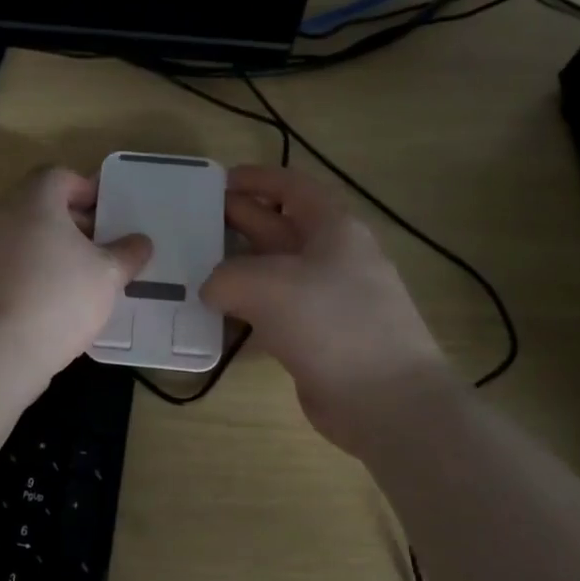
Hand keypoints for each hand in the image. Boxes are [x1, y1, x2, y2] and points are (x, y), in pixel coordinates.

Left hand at [0, 167, 152, 378]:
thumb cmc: (57, 298)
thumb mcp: (107, 275)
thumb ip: (127, 254)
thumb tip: (141, 242)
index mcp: (35, 200)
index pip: (59, 176)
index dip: (86, 190)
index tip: (109, 214)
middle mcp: (2, 216)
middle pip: (40, 207)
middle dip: (73, 223)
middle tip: (102, 248)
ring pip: (25, 239)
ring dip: (52, 252)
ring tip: (83, 280)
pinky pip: (10, 268)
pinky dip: (32, 276)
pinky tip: (55, 306)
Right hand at [201, 166, 455, 454]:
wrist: (386, 401)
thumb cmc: (330, 323)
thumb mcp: (266, 284)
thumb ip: (226, 276)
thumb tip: (213, 290)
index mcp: (333, 228)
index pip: (292, 187)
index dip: (256, 179)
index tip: (218, 182)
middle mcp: (333, 258)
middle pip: (279, 228)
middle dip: (239, 221)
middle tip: (193, 226)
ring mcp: (327, 300)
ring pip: (274, 273)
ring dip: (237, 270)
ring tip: (193, 271)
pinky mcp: (318, 338)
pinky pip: (275, 313)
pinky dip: (246, 311)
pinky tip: (215, 320)